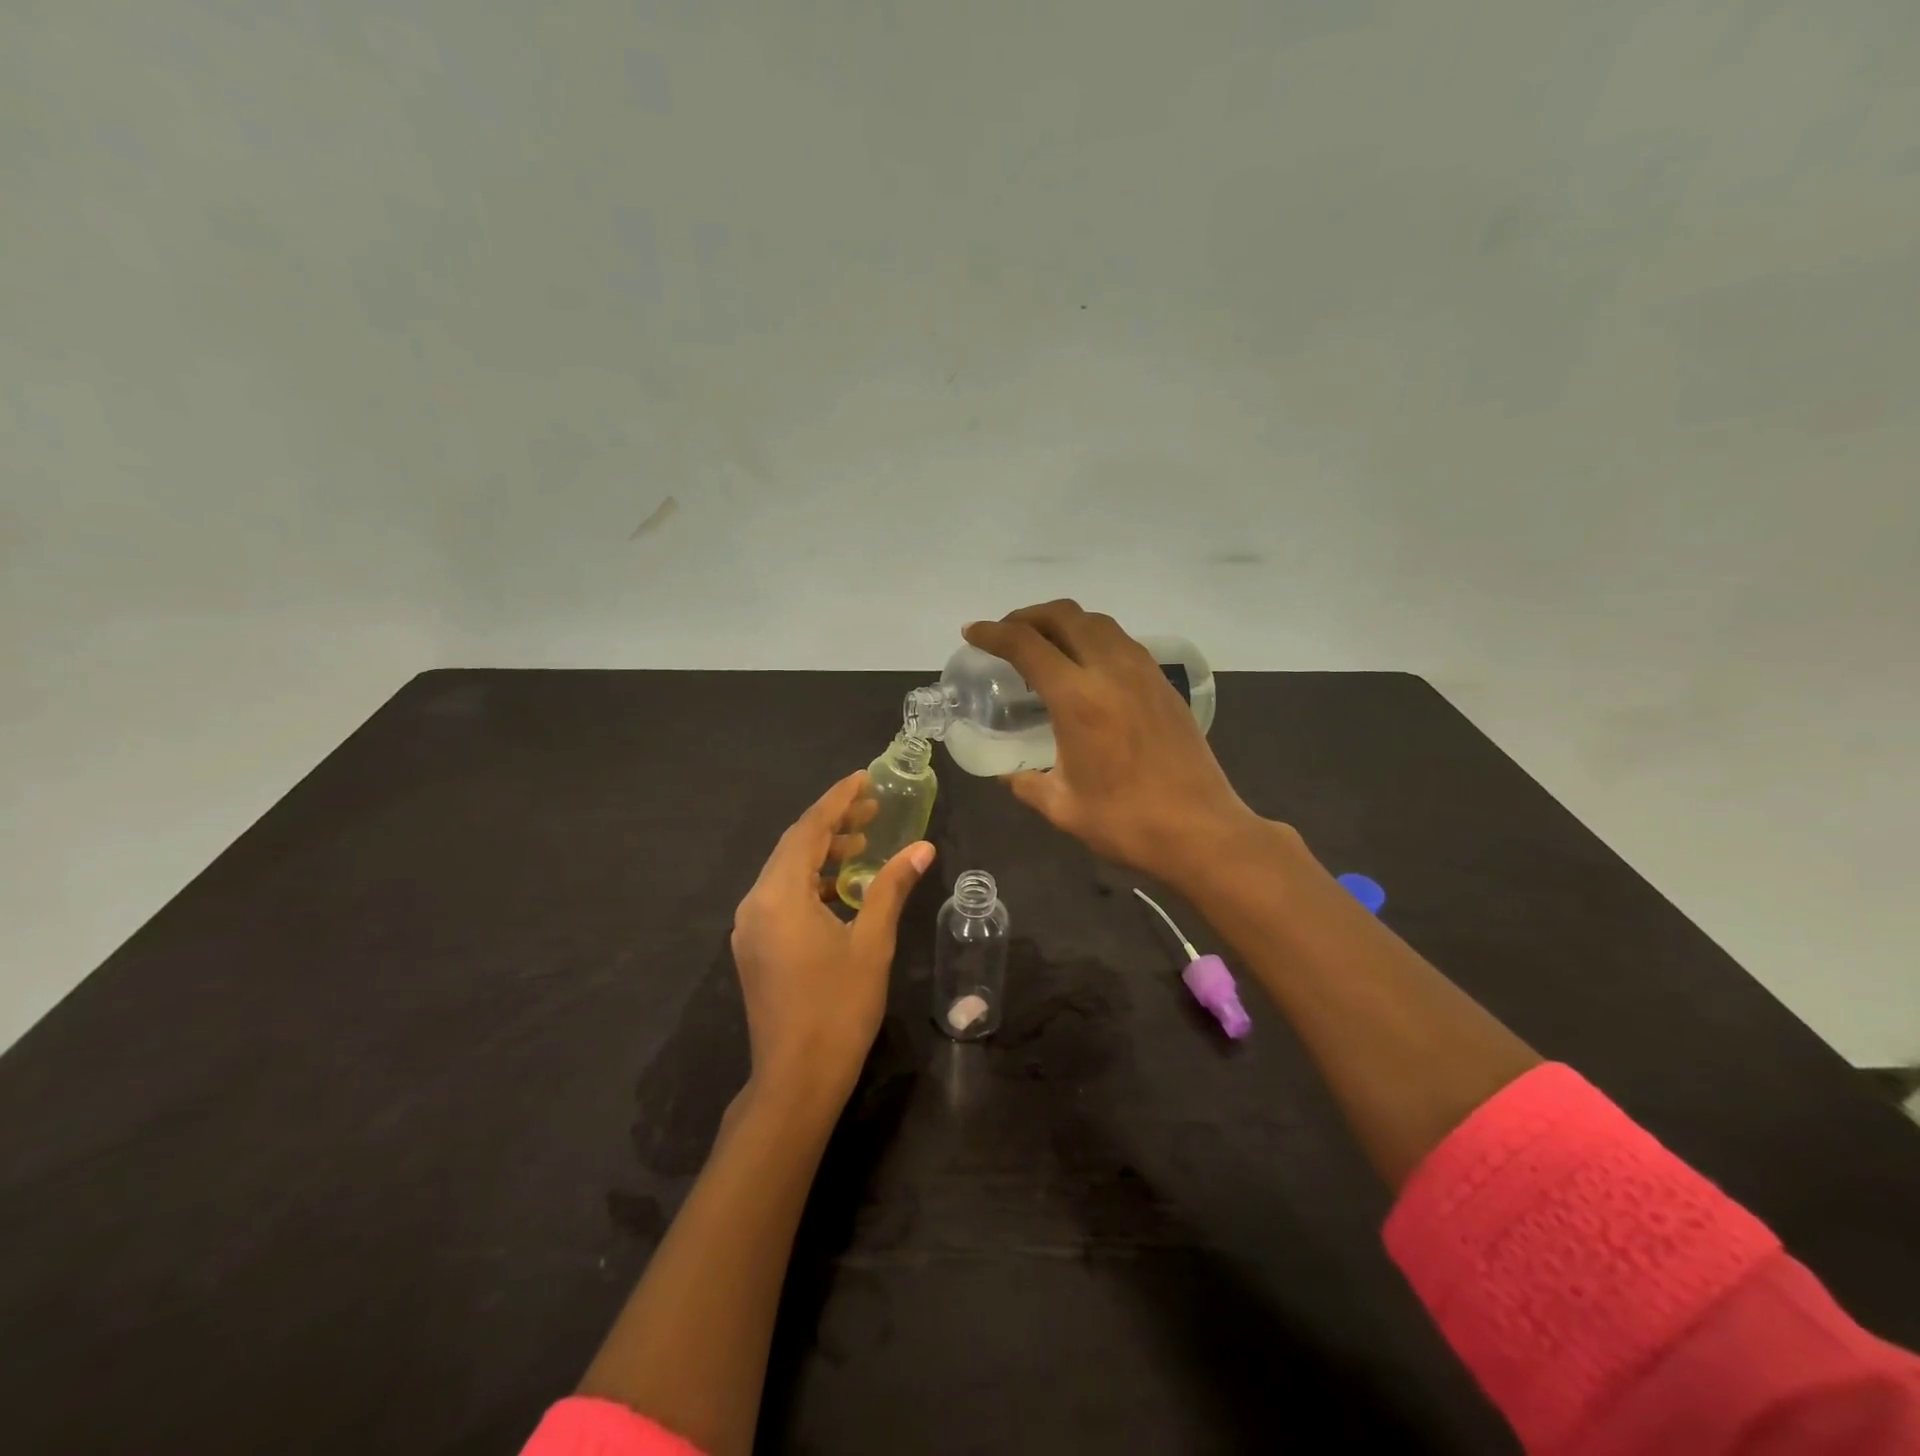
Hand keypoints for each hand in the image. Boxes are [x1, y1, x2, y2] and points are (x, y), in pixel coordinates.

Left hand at [730, 772, 934, 1106]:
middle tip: (872, 807)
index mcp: (779, 896)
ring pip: (786, 871)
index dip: (837, 800)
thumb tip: (921, 848)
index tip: (863, 778)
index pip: (808, 830)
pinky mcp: (756, 947)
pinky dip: (812, 880)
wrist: (796, 1081)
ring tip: (863, 841)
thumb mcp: (872, 943)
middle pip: (793, 846)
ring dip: (822, 852)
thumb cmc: (838, 1009)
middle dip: (832, 822)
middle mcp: (756, 903)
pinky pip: (782, 895)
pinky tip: (842, 885)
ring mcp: (751, 927)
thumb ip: (891, 888)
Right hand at [965, 600, 1268, 888]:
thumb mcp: (1062, 807)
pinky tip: (1086, 668)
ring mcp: (1144, 673)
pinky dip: (1093, 638)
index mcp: (1078, 699)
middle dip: (1028, 615)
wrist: (1202, 832)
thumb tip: (1008, 774)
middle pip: (1065, 616)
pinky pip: (1122, 642)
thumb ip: (1026, 784)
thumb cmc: (1126, 823)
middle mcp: (1111, 671)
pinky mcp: (1164, 684)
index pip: (1026, 644)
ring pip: (1098, 622)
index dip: (993, 633)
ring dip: (1064, 622)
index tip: (973, 633)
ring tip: (1044, 646)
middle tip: (1006, 634)